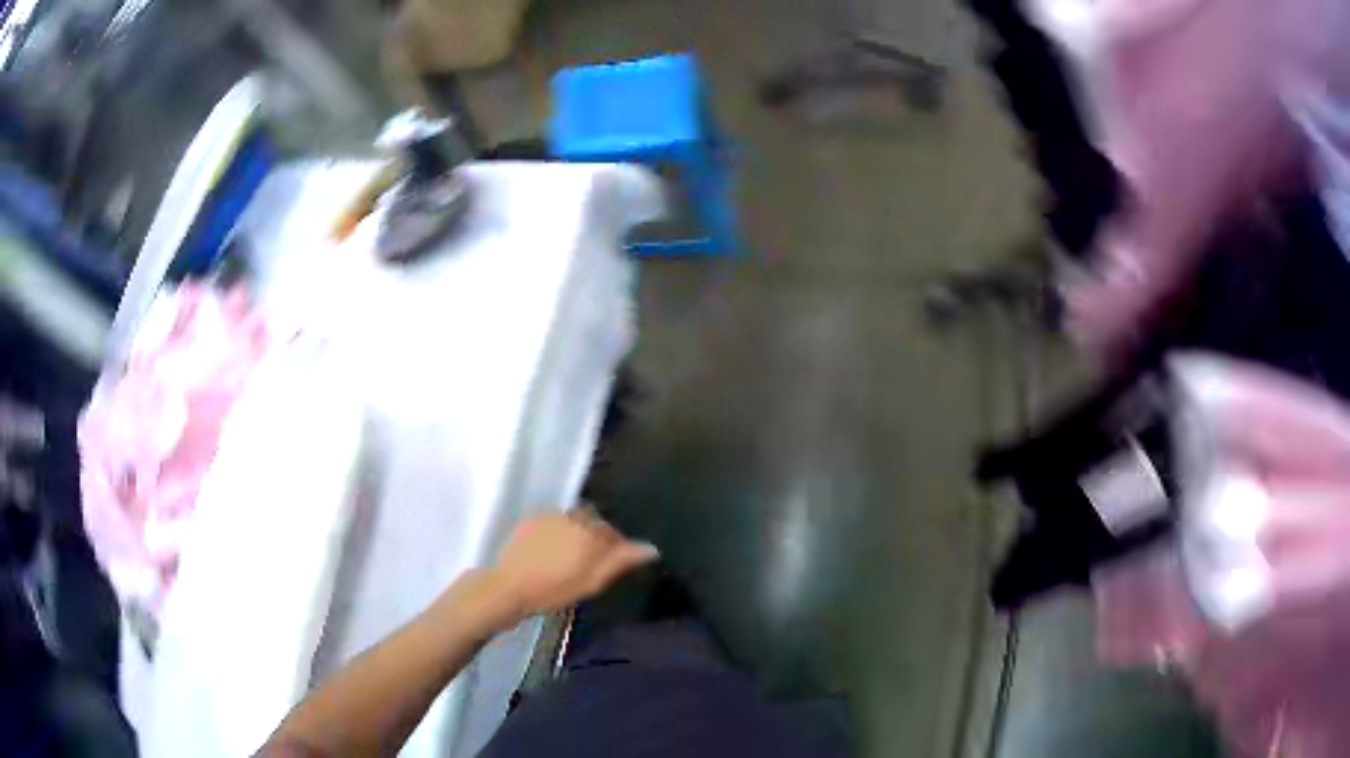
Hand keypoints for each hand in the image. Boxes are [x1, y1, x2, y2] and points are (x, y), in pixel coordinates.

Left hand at [488, 511, 658, 617]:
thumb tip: (651, 548)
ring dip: (575, 533)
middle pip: (593, 523)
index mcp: (590, 533)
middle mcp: (572, 517)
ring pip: (572, 521)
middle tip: (589, 562)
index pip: (613, 533)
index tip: (611, 564)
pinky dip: (557, 532)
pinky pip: (553, 521)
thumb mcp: (592, 582)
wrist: (508, 587)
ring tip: (568, 556)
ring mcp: (549, 516)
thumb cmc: (553, 590)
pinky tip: (549, 551)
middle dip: (595, 537)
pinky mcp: (531, 519)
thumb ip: (621, 561)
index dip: (615, 548)